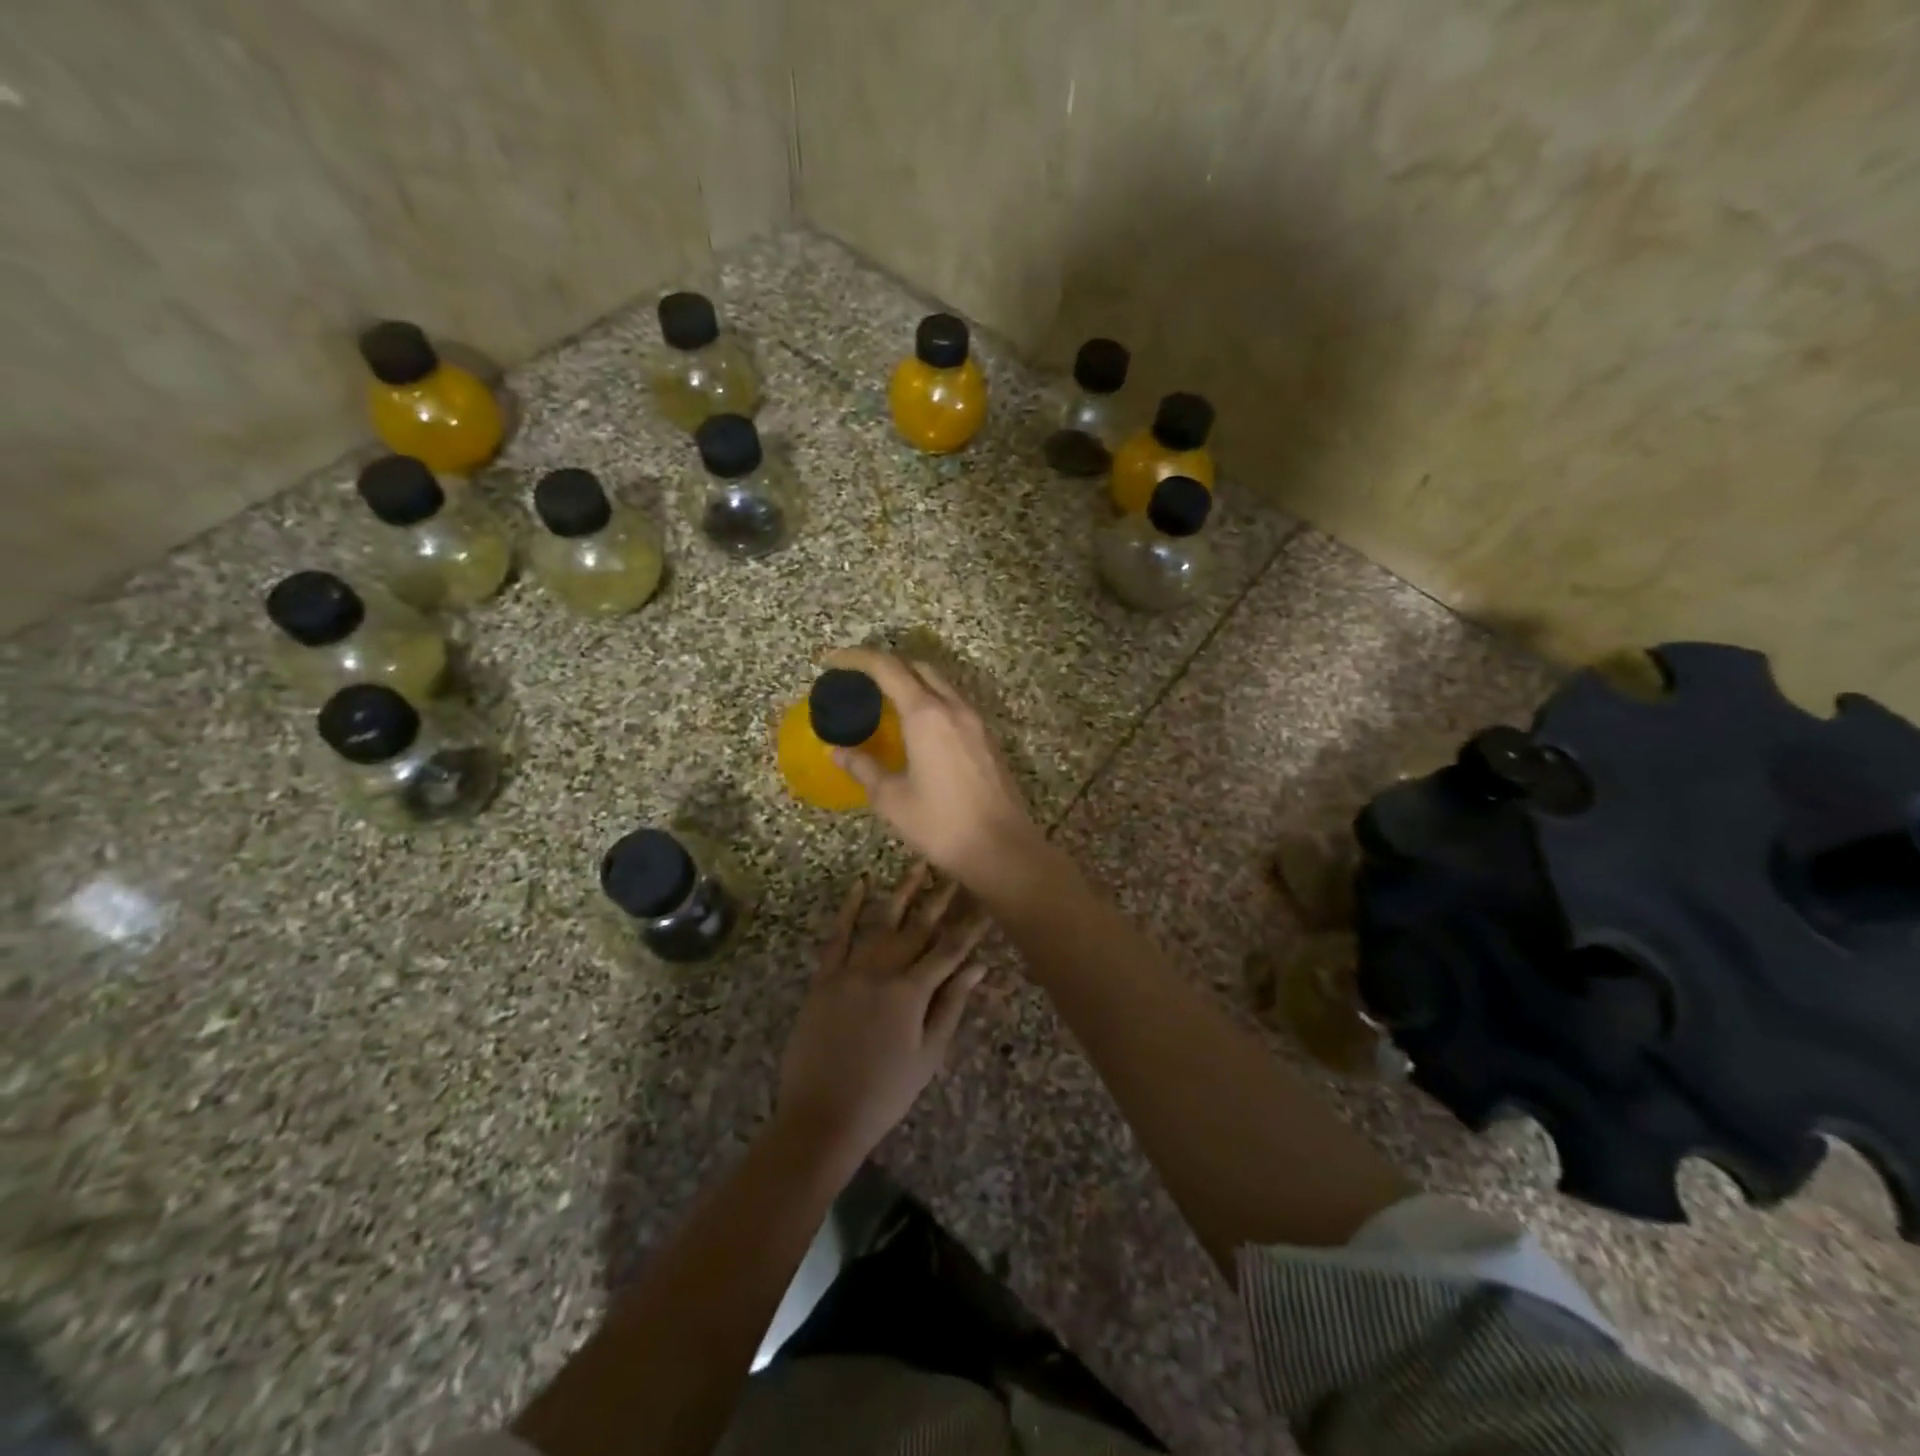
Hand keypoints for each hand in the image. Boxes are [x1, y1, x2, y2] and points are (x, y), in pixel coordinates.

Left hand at [776, 864, 989, 1164]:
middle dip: (941, 899)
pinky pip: (837, 936)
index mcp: (911, 992)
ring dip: (903, 893)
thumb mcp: (928, 1054)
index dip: (971, 925)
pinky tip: (860, 885)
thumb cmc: (885, 1093)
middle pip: (918, 928)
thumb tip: (978, 966)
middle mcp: (882, 971)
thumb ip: (951, 1005)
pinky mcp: (824, 978)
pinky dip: (848, 909)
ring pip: (882, 923)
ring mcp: (850, 970)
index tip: (987, 900)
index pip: (950, 950)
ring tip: (919, 866)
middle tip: (957, 872)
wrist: (822, 1116)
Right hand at [824, 647, 1043, 887]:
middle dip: (886, 664)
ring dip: (912, 681)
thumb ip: (863, 767)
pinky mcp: (988, 738)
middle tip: (859, 680)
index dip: (857, 659)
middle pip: (918, 667)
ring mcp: (976, 721)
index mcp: (926, 715)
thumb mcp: (892, 798)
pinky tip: (917, 727)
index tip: (833, 661)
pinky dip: (931, 700)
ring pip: (941, 684)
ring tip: (885, 701)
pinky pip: (955, 704)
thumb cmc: (941, 824)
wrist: (1002, 848)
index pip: (887, 668)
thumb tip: (837, 750)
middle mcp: (954, 707)